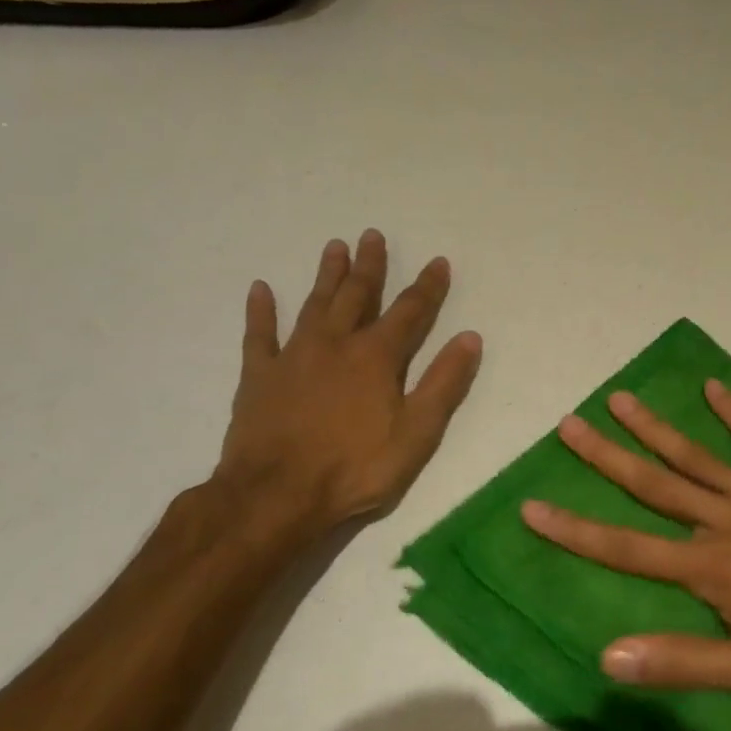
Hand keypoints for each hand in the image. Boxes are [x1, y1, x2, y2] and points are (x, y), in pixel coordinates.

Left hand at [215, 230, 481, 543]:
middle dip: (370, 266)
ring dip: (326, 275)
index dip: (427, 287)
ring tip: (334, 246)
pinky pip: (260, 334)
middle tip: (372, 235)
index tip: (438, 261)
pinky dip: (261, 311)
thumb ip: (444, 383)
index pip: (410, 312)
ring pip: (314, 305)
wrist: (276, 495)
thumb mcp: (417, 432)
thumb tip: (470, 338)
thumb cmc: (355, 468)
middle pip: (358, 296)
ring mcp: (294, 356)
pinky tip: (260, 289)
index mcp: (377, 357)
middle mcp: (336, 344)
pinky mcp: (260, 376)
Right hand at [521, 380, 730, 708]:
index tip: (532, 507)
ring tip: (621, 399)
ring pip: (698, 458)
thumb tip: (609, 656)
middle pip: (656, 486)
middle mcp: (728, 524)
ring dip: (657, 428)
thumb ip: (683, 661)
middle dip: (607, 457)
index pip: (628, 549)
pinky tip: (715, 388)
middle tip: (568, 424)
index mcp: (713, 570)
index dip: (577, 530)